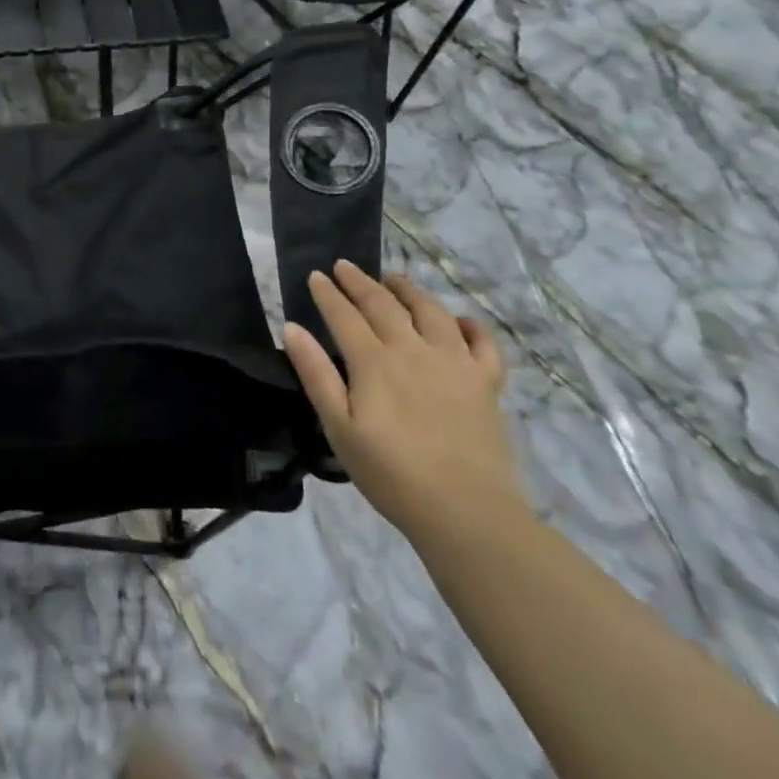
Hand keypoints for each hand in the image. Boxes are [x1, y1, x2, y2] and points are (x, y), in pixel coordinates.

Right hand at [284, 260, 523, 547]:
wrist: (466, 512)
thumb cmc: (391, 473)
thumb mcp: (338, 428)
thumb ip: (316, 375)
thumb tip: (292, 328)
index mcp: (374, 362)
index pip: (344, 315)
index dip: (327, 294)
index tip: (315, 275)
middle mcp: (414, 350)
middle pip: (383, 304)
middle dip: (360, 282)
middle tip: (344, 266)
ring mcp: (455, 363)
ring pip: (431, 311)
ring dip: (408, 290)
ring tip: (394, 279)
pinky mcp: (486, 382)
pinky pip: (482, 342)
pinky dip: (469, 325)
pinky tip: (458, 321)